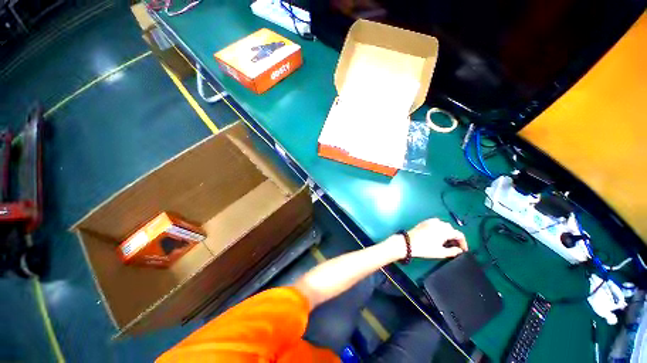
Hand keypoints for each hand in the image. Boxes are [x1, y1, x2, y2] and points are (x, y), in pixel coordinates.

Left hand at [407, 218, 467, 258]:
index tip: (463, 250)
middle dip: (455, 237)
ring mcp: (431, 221)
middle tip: (454, 246)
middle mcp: (439, 223)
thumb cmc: (425, 249)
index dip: (463, 243)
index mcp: (445, 230)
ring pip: (444, 225)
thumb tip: (459, 250)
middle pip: (451, 229)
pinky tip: (437, 235)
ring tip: (446, 241)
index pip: (459, 234)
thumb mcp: (440, 252)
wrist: (408, 243)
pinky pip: (436, 223)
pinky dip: (439, 228)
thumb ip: (453, 251)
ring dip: (447, 232)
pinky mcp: (424, 222)